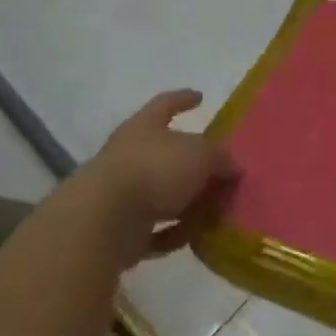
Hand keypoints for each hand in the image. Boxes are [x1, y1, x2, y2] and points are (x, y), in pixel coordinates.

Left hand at [66, 90, 238, 265]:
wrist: (101, 221)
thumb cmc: (154, 170)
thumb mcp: (201, 156)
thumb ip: (221, 159)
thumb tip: (233, 167)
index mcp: (144, 127)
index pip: (166, 104)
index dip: (183, 99)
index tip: (200, 96)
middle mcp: (130, 156)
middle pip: (168, 154)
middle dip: (194, 163)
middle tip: (222, 170)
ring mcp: (123, 194)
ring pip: (163, 195)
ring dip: (189, 204)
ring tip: (218, 210)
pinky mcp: (120, 231)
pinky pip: (156, 231)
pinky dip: (175, 234)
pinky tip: (197, 238)